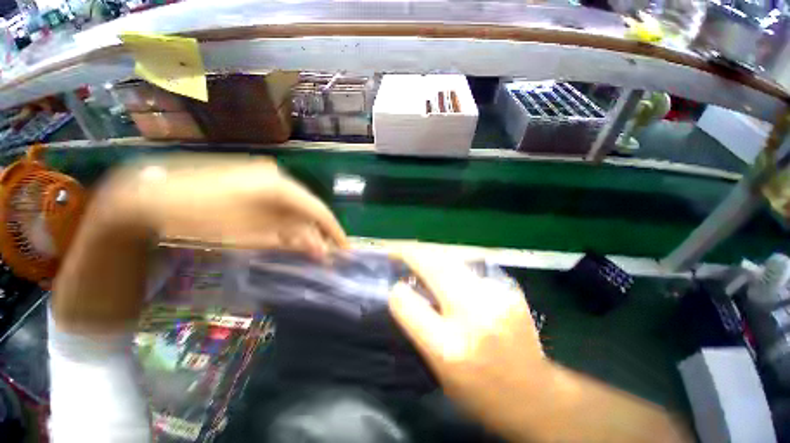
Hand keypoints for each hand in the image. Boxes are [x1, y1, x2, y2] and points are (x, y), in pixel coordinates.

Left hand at [54, 154, 347, 332]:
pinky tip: (291, 242)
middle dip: (319, 235)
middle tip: (327, 257)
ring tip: (311, 254)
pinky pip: (281, 210)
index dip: (334, 230)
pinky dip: (288, 228)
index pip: (318, 210)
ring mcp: (266, 183)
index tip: (345, 249)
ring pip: (296, 211)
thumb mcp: (246, 235)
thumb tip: (319, 249)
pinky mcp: (255, 189)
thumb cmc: (196, 217)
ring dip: (304, 234)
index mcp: (279, 186)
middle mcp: (278, 181)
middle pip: (309, 211)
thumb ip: (287, 240)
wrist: (149, 198)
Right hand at [388, 253, 547, 439]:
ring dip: (433, 256)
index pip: (407, 303)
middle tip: (399, 250)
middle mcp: (473, 315)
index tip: (394, 284)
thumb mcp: (438, 369)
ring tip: (421, 257)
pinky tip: (451, 274)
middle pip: (434, 266)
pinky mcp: (509, 289)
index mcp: (449, 347)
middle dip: (412, 253)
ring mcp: (495, 297)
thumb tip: (404, 292)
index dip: (396, 292)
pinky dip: (454, 268)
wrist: (536, 397)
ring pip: (452, 260)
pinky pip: (470, 269)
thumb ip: (419, 327)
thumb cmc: (480, 393)